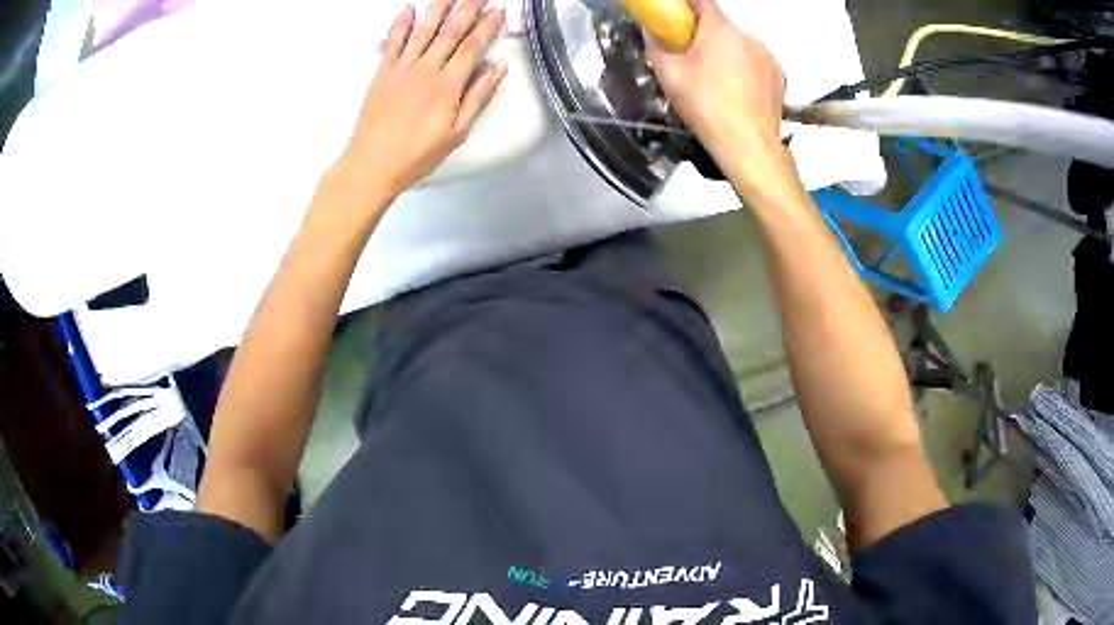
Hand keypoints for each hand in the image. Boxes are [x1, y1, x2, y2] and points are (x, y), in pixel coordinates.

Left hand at [341, 0, 507, 201]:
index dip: (486, 26)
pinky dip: (401, 24)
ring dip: (438, 9)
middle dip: (467, 10)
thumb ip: (477, 97)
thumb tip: (498, 69)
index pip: (472, 46)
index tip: (497, 10)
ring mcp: (401, 69)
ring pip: (423, 31)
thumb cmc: (417, 155)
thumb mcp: (456, 133)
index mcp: (448, 85)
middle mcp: (426, 70)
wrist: (372, 164)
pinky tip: (408, 10)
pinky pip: (393, 43)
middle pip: (450, 32)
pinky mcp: (382, 73)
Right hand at [645, 0, 784, 158]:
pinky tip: (737, 95)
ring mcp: (767, 57)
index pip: (701, 2)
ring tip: (717, 85)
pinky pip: (757, 66)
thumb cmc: (705, 106)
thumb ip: (656, 45)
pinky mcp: (779, 77)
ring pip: (740, 48)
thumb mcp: (668, 75)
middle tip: (692, 62)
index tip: (677, 14)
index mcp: (719, 30)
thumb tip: (651, 30)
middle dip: (705, 39)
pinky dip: (746, 73)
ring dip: (727, 57)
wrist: (748, 145)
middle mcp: (747, 36)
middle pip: (721, 29)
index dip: (686, 5)